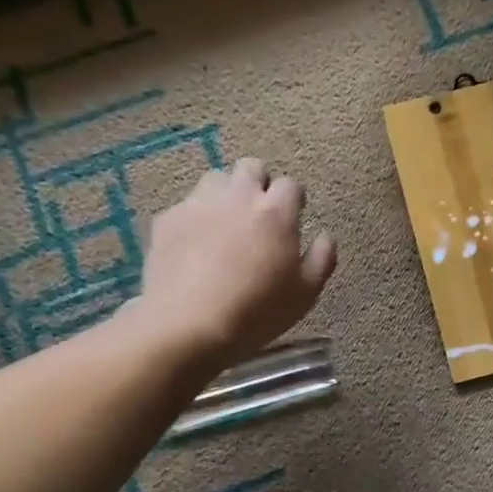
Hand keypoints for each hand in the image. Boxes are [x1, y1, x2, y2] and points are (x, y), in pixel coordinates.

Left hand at [125, 158, 336, 361]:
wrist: (187, 324)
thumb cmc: (257, 311)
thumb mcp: (305, 294)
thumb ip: (322, 259)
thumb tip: (325, 236)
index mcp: (276, 212)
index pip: (290, 185)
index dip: (293, 200)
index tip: (292, 220)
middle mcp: (238, 197)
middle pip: (251, 167)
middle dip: (258, 184)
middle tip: (259, 216)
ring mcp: (198, 204)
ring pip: (215, 179)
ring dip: (225, 194)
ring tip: (225, 225)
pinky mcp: (167, 219)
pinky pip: (186, 206)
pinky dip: (194, 218)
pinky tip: (194, 246)